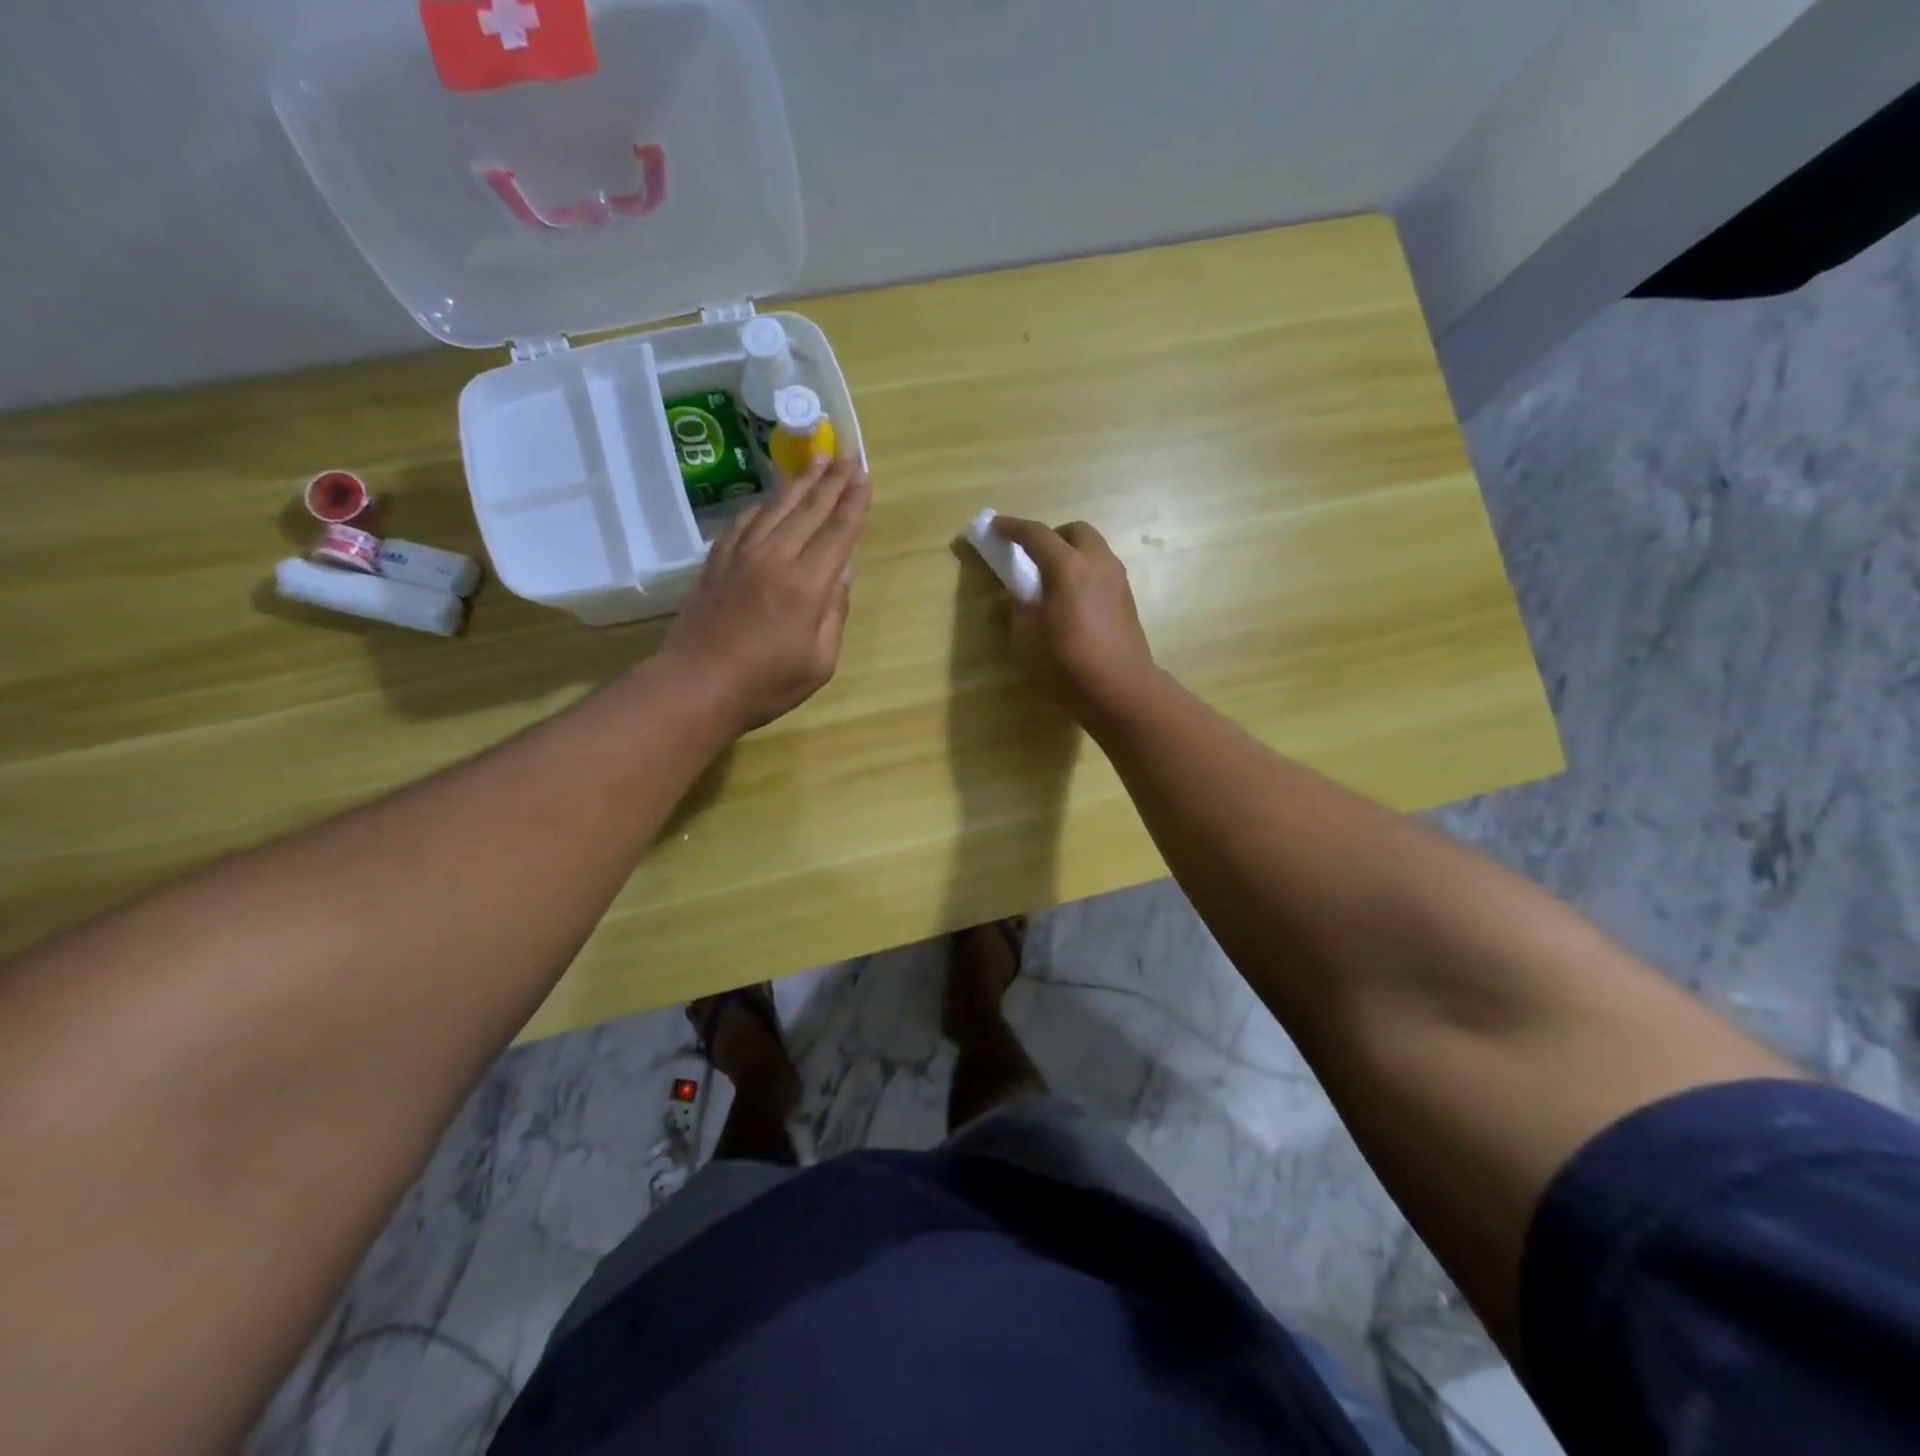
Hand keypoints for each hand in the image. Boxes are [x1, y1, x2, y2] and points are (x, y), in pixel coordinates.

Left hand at [658, 456, 870, 731]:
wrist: (696, 684)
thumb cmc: (766, 684)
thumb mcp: (819, 662)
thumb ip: (834, 615)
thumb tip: (841, 578)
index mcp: (807, 585)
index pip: (838, 533)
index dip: (854, 503)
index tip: (866, 477)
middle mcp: (776, 558)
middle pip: (810, 510)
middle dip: (833, 481)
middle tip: (849, 454)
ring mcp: (742, 555)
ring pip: (776, 507)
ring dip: (800, 482)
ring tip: (817, 461)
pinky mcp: (717, 560)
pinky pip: (745, 520)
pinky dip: (763, 504)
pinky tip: (772, 497)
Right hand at [990, 516, 1156, 721]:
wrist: (1120, 689)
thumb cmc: (1067, 664)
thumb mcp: (1026, 640)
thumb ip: (1016, 610)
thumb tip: (1013, 596)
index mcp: (1067, 567)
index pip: (1036, 534)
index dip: (1012, 527)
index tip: (996, 526)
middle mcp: (1096, 563)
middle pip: (1074, 531)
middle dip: (1052, 536)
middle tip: (1033, 557)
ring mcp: (1117, 579)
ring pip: (1094, 549)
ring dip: (1072, 554)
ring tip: (1054, 581)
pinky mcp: (1127, 599)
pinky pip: (1103, 570)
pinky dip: (1085, 572)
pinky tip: (1074, 600)